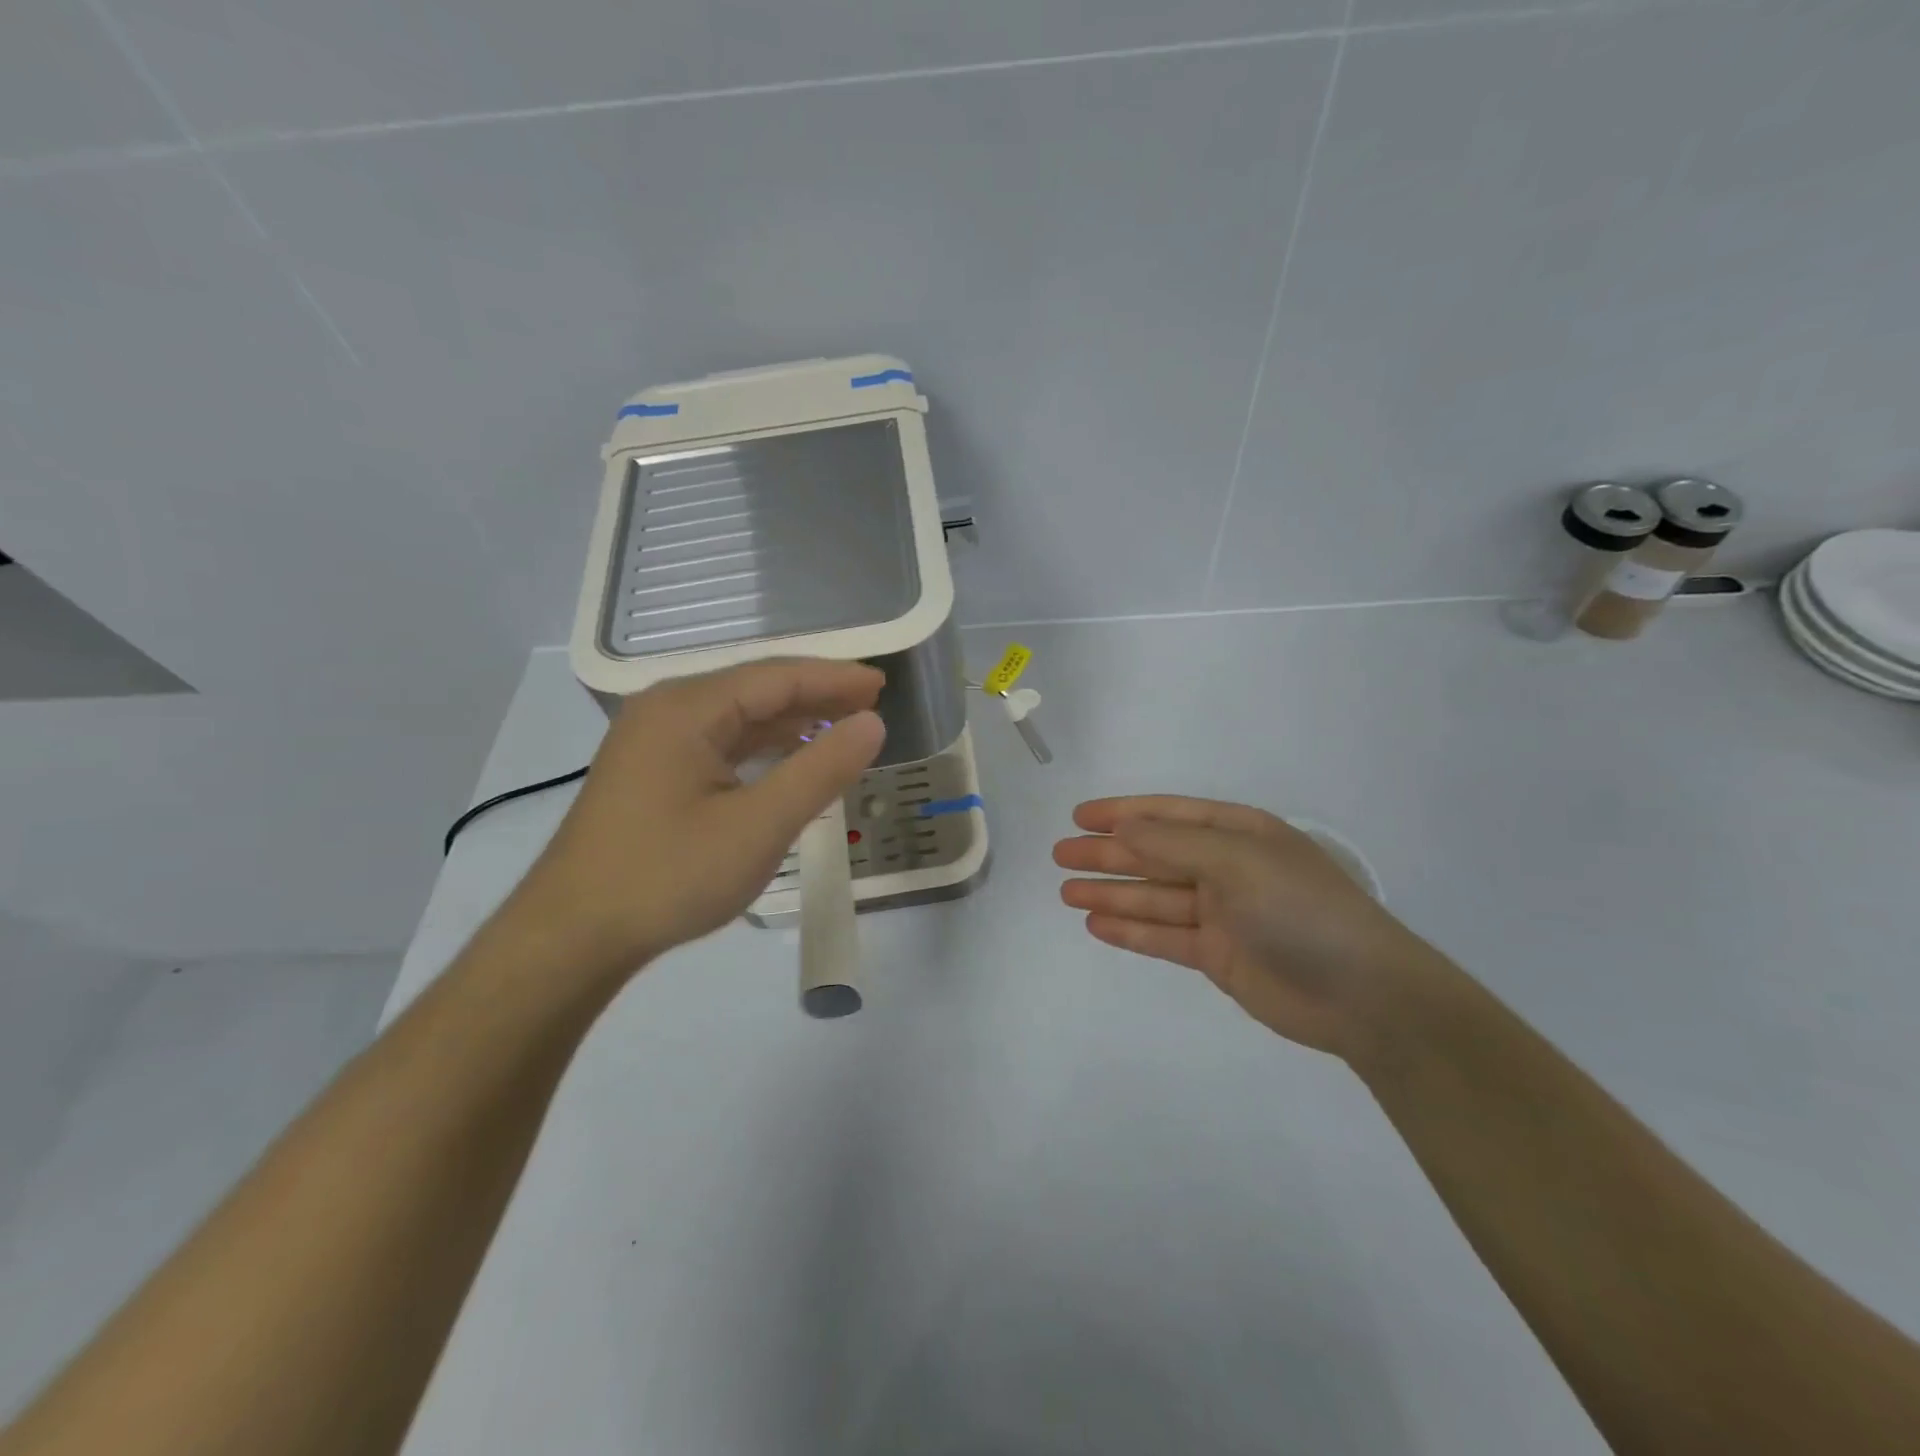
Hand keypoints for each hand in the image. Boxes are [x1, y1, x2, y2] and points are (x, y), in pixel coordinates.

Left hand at [516, 659, 885, 975]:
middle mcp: (667, 709)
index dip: (834, 678)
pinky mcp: (652, 770)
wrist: (574, 935)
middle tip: (871, 705)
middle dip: (816, 695)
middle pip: (756, 688)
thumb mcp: (759, 825)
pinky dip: (762, 746)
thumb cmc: (670, 875)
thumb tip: (872, 724)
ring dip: (790, 720)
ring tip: (842, 728)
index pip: (777, 676)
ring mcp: (654, 740)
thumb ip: (820, 769)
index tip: (883, 685)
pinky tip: (789, 759)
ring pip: (737, 716)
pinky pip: (719, 742)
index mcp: (688, 708)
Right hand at [1054, 796, 1441, 1059]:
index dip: (1123, 813)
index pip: (1169, 816)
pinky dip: (1131, 930)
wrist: (1364, 995)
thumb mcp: (1237, 861)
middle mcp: (1227, 868)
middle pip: (1154, 856)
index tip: (1079, 817)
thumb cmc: (1301, 909)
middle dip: (1108, 854)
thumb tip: (1122, 829)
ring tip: (1065, 891)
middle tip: (1059, 856)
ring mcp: (1222, 914)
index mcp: (1239, 833)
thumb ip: (1174, 846)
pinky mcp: (1218, 956)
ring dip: (1111, 893)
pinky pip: (1164, 936)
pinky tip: (1096, 925)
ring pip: (1154, 897)